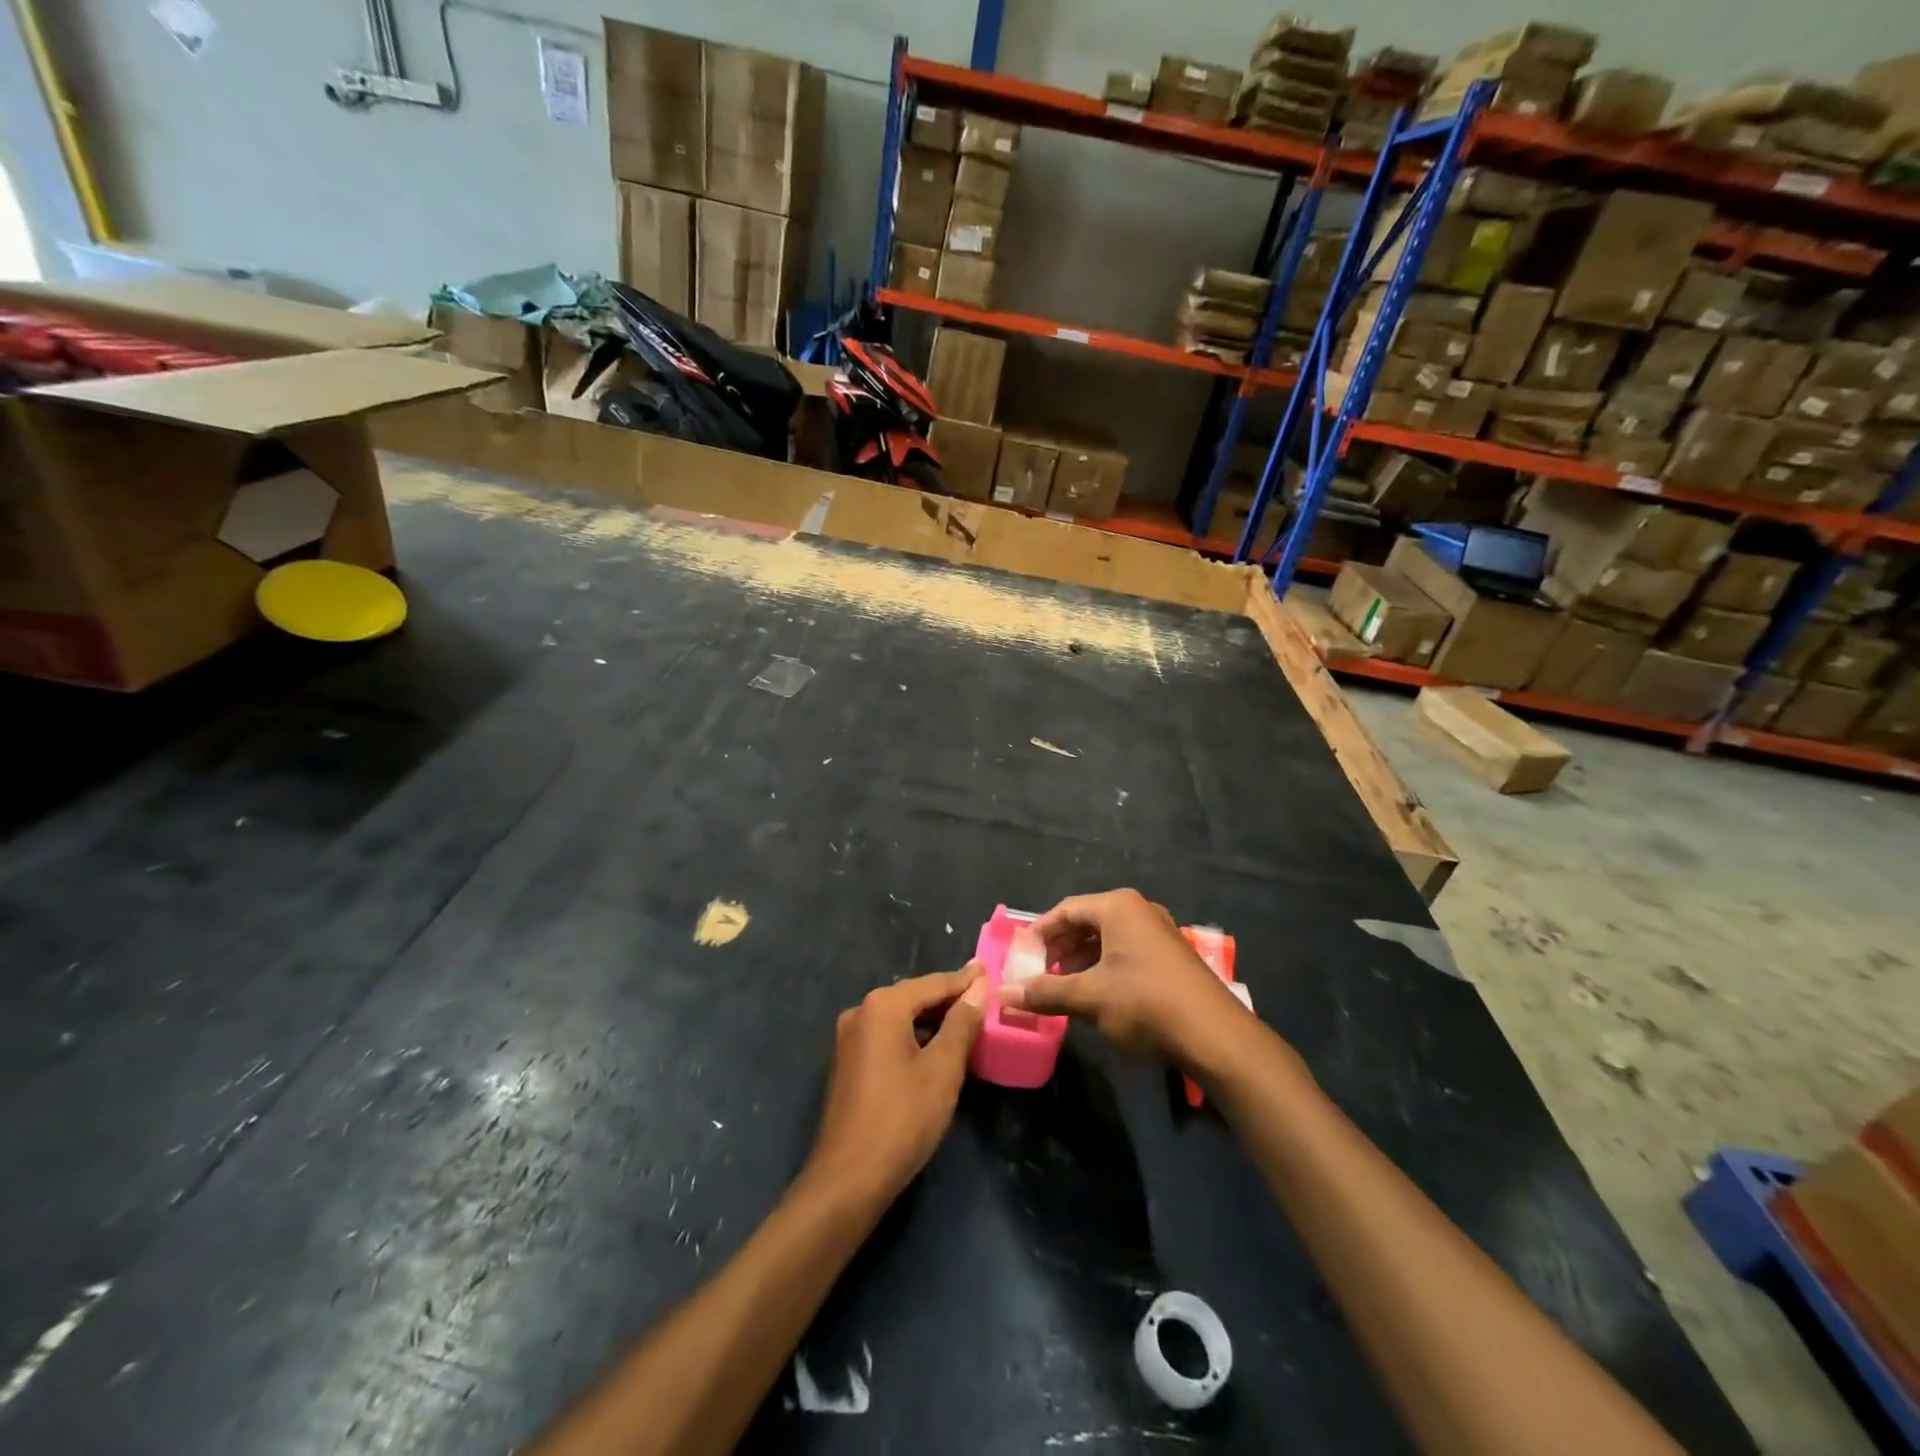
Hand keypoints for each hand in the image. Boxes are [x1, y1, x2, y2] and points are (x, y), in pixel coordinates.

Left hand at [804, 965, 987, 1207]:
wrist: (848, 1179)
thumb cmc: (902, 1119)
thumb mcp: (942, 1069)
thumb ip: (961, 1023)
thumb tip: (978, 988)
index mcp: (883, 1006)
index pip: (933, 984)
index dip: (964, 980)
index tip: (989, 969)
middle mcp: (861, 1011)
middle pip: (914, 996)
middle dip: (948, 998)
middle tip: (982, 996)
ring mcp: (849, 1038)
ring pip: (900, 1017)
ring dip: (931, 1019)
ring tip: (966, 1021)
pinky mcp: (848, 1062)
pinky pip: (887, 1036)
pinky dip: (913, 1036)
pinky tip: (935, 1048)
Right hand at [999, 889, 1248, 1071]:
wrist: (1215, 1035)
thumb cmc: (1145, 1003)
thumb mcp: (1089, 998)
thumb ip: (1045, 993)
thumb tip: (1002, 994)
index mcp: (1118, 907)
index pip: (1066, 909)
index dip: (1040, 932)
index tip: (1022, 955)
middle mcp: (1139, 910)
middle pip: (1087, 921)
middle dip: (1060, 946)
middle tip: (1039, 972)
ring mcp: (1159, 932)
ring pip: (1107, 937)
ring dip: (1081, 958)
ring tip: (1061, 985)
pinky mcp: (1170, 955)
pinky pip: (1126, 950)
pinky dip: (1104, 966)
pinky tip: (1095, 992)